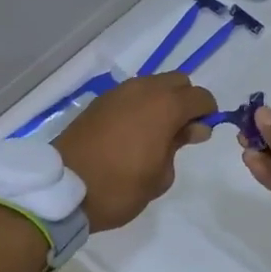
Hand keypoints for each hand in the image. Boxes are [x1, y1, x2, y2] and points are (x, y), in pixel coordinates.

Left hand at [55, 73, 215, 231]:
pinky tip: (131, 134)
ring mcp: (117, 93)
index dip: (207, 114)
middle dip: (185, 101)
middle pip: (177, 81)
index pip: (200, 97)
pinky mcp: (99, 102)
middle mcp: (142, 90)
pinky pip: (130, 95)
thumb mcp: (161, 176)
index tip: (199, 136)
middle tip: (179, 133)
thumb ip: (180, 145)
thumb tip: (191, 128)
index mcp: (164, 107)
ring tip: (153, 135)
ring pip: (152, 85)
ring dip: (160, 102)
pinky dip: (138, 107)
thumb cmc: (120, 188)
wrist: (63, 190)